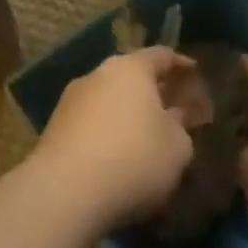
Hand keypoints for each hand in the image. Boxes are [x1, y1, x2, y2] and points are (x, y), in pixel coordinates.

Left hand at [30, 47, 206, 230]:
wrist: (65, 192)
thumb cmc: (134, 158)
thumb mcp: (177, 148)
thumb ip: (181, 127)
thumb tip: (173, 118)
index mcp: (131, 69)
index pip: (161, 55)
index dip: (181, 65)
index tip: (194, 73)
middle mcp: (97, 75)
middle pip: (131, 76)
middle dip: (152, 91)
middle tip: (172, 108)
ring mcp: (70, 101)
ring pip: (108, 100)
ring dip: (126, 113)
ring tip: (144, 136)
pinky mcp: (53, 129)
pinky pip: (90, 124)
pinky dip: (106, 133)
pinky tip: (117, 155)